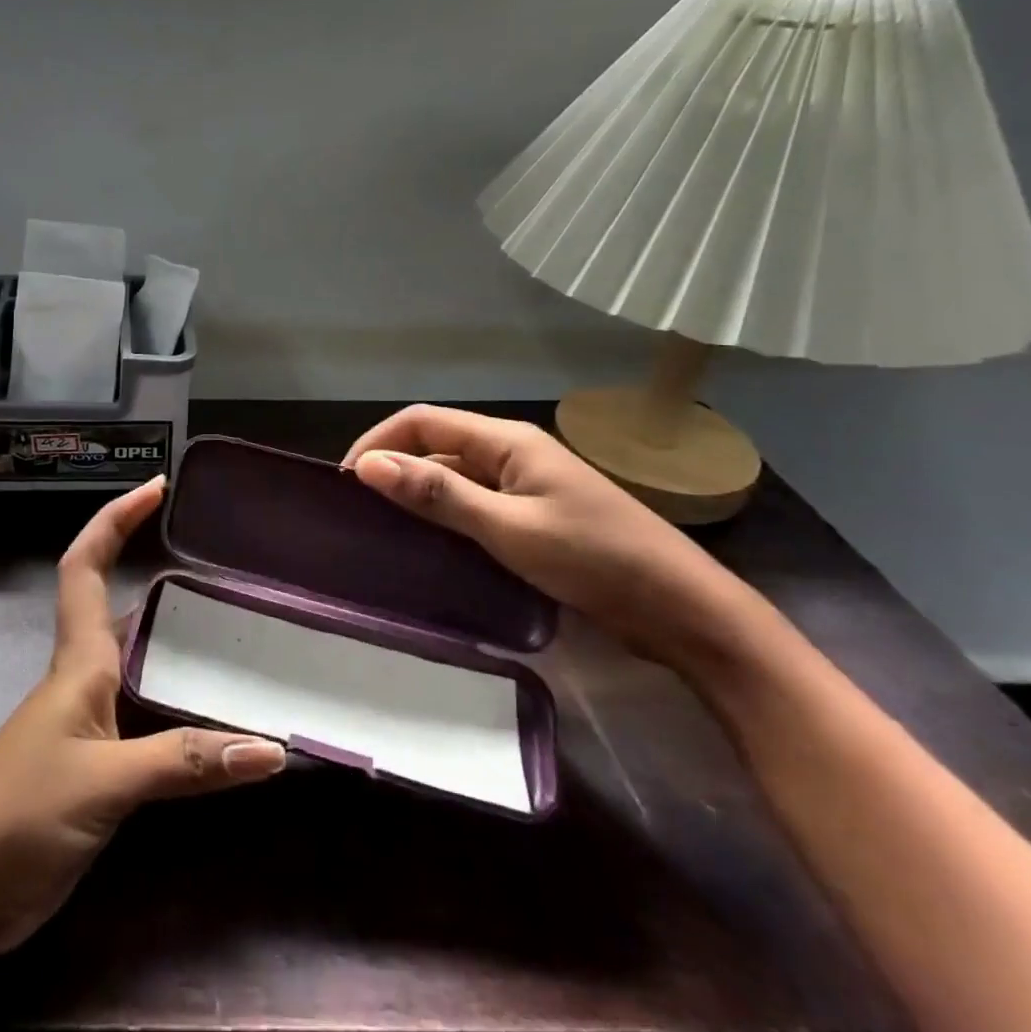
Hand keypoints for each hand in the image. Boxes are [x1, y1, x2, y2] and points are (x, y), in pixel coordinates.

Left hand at [0, 477, 285, 954]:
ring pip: (138, 663)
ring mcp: (87, 723)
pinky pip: (147, 716)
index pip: (85, 565)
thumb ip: (185, 762)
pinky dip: (179, 706)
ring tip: (237, 635)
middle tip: (224, 572)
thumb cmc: (18, 813)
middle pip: (119, 607)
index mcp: (77, 660)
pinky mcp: (95, 766)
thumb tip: (273, 749)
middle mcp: (82, 678)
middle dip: (161, 578)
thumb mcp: (105, 781)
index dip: (115, 519)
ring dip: (177, 644)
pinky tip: (215, 719)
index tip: (156, 488)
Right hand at [342, 405, 761, 671]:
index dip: (379, 442)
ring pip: (454, 476)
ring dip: (418, 494)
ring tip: (383, 528)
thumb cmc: (595, 559)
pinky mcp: (534, 516)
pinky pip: (474, 503)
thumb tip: (367, 466)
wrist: (683, 610)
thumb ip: (438, 494)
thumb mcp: (508, 528)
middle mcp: (512, 453)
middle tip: (359, 512)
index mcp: (507, 441)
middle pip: (436, 445)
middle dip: (394, 468)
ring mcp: (525, 485)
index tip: (346, 483)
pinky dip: (445, 516)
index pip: (422, 421)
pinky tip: (430, 545)